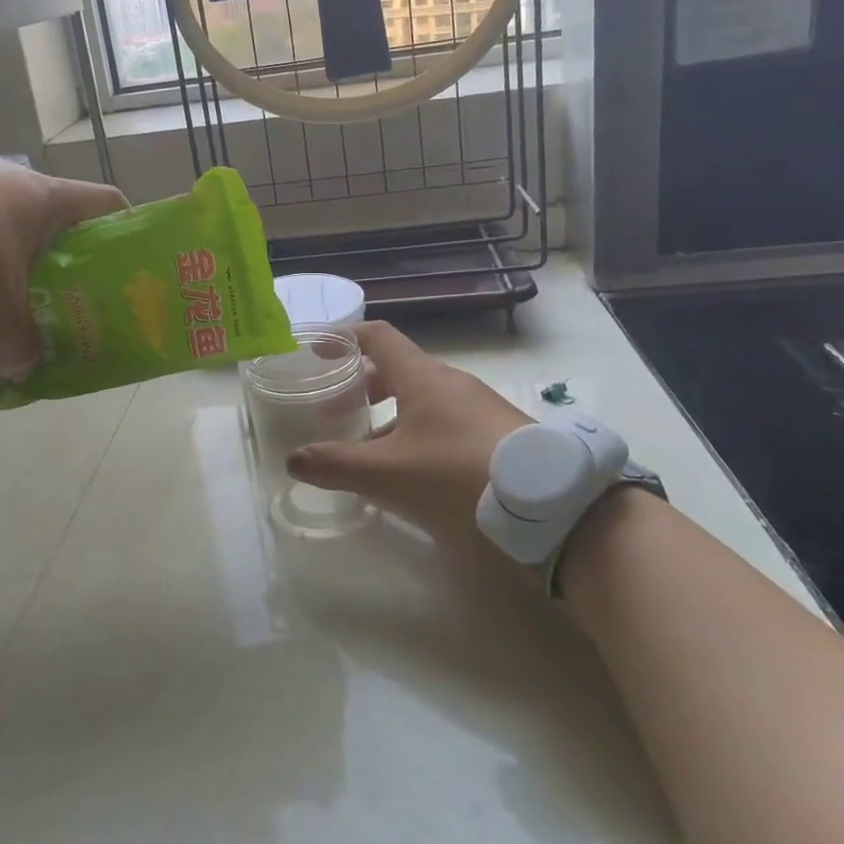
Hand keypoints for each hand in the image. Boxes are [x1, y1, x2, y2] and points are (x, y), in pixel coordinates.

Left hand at [0, 157, 126, 378]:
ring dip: (20, 248)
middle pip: (62, 215)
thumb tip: (24, 373)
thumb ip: (16, 339)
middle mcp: (22, 179)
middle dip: (67, 252)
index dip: (123, 226)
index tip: (123, 258)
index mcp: (50, 198)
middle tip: (66, 288)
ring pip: (17, 216)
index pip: (107, 202)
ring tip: (11, 285)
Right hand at [286, 320, 532, 543]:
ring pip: (424, 399)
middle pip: (398, 370)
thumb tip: (292, 459)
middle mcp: (451, 382)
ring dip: (391, 415)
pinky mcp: (500, 434)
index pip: (378, 336)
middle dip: (363, 386)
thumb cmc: (457, 476)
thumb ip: (337, 465)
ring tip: (370, 450)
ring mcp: (480, 407)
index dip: (346, 338)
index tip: (320, 351)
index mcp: (422, 377)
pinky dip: (419, 433)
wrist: (550, 507)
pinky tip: (415, 473)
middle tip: (336, 412)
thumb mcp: (388, 475)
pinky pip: (448, 421)